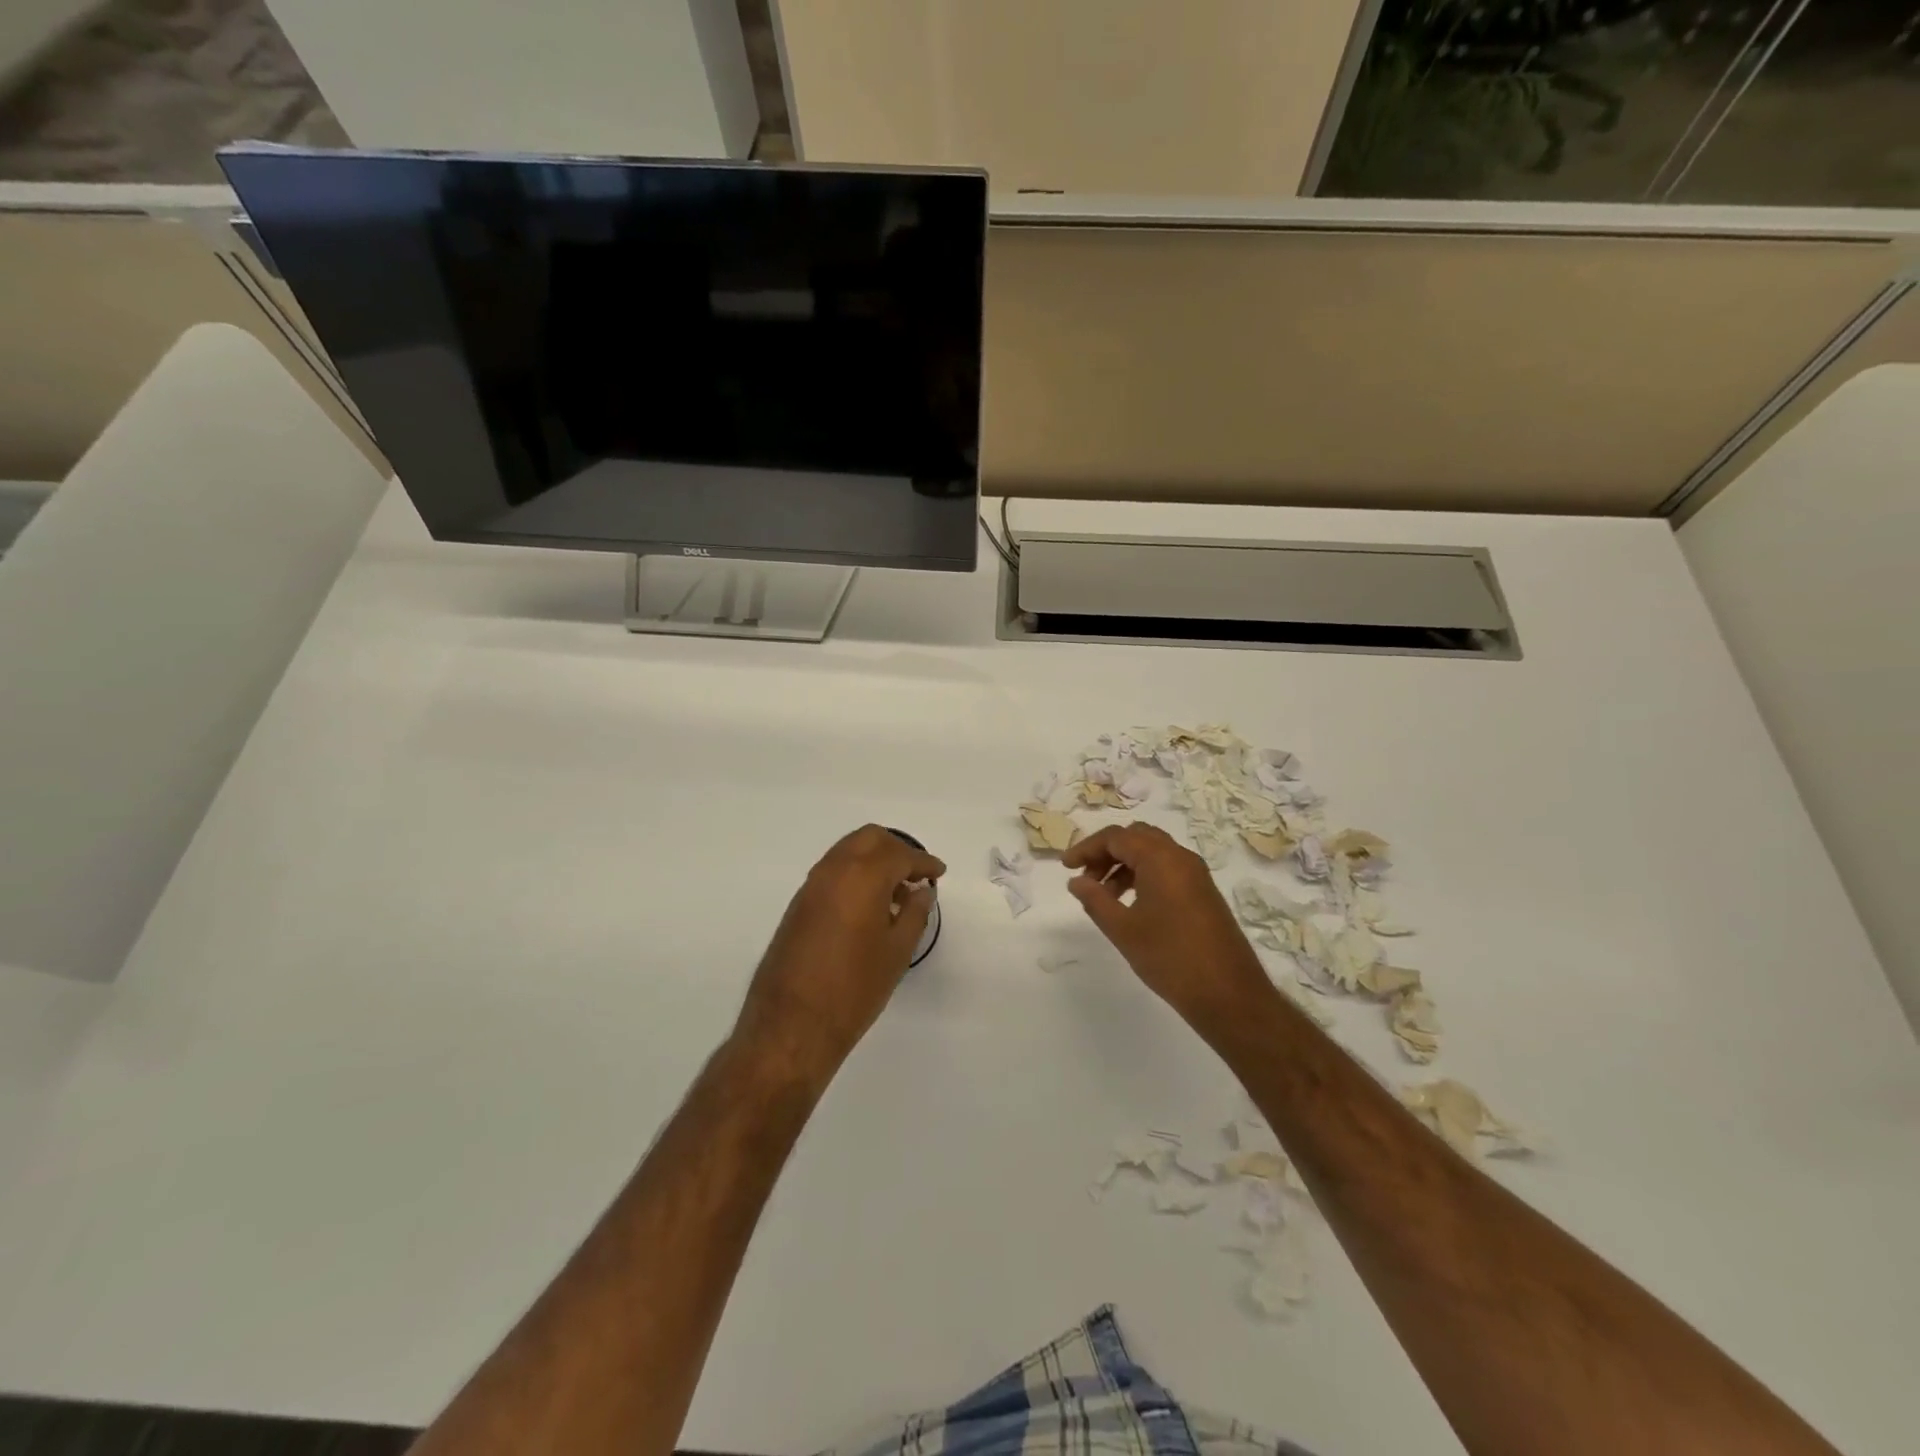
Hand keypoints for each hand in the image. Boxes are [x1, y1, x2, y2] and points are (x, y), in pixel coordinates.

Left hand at [734, 826, 944, 1077]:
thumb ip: (914, 914)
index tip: (938, 873)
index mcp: (863, 876)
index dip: (924, 862)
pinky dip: (855, 874)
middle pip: (870, 839)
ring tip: (896, 892)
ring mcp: (811, 885)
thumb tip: (922, 892)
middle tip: (916, 874)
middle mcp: (834, 870)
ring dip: (874, 860)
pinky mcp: (798, 904)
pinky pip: (833, 872)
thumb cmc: (855, 988)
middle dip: (897, 849)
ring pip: (848, 851)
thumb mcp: (897, 951)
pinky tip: (869, 905)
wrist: (793, 1023)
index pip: (900, 855)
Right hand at [1063, 822, 1275, 1036]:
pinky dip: (1144, 875)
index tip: (1065, 868)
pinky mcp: (1204, 892)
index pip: (1116, 837)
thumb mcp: (1123, 929)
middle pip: (1136, 837)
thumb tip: (1076, 881)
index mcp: (1161, 859)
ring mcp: (1196, 874)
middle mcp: (1181, 857)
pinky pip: (1167, 869)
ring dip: (1124, 864)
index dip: (1086, 848)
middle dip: (1106, 852)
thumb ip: (1095, 900)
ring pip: (1153, 852)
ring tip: (1105, 896)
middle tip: (1086, 878)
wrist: (1229, 994)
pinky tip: (1131, 905)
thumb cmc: (1170, 958)